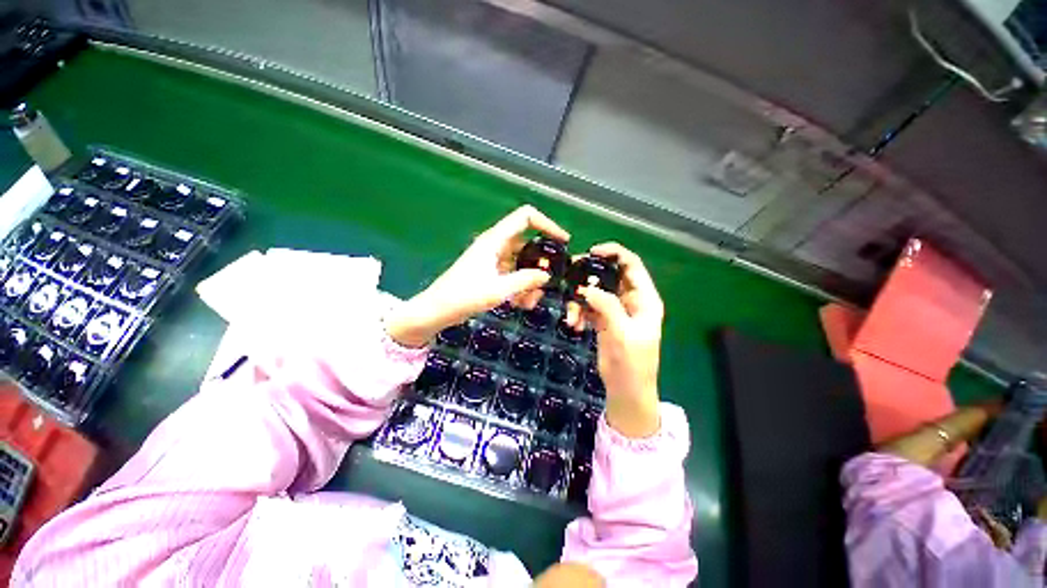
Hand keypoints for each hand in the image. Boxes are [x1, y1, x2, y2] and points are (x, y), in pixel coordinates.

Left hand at [386, 205, 569, 347]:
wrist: (437, 311)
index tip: (563, 241)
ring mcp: (492, 260)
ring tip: (530, 302)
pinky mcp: (490, 272)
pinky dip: (519, 286)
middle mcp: (495, 245)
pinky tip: (520, 304)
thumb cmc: (464, 296)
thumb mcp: (498, 289)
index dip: (547, 224)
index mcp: (495, 240)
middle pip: (527, 244)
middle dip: (539, 264)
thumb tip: (546, 275)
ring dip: (529, 280)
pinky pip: (512, 274)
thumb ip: (525, 280)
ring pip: (521, 263)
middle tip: (546, 283)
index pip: (526, 217)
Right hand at [567, 243, 662, 437]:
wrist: (626, 390)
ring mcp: (616, 310)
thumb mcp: (622, 334)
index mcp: (644, 299)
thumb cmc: (632, 363)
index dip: (614, 253)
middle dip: (589, 275)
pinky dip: (579, 312)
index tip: (591, 252)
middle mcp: (631, 300)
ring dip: (580, 299)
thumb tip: (587, 288)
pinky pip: (588, 307)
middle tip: (570, 276)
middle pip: (610, 275)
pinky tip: (574, 325)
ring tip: (571, 316)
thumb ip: (608, 307)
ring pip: (596, 291)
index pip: (632, 265)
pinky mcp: (603, 320)